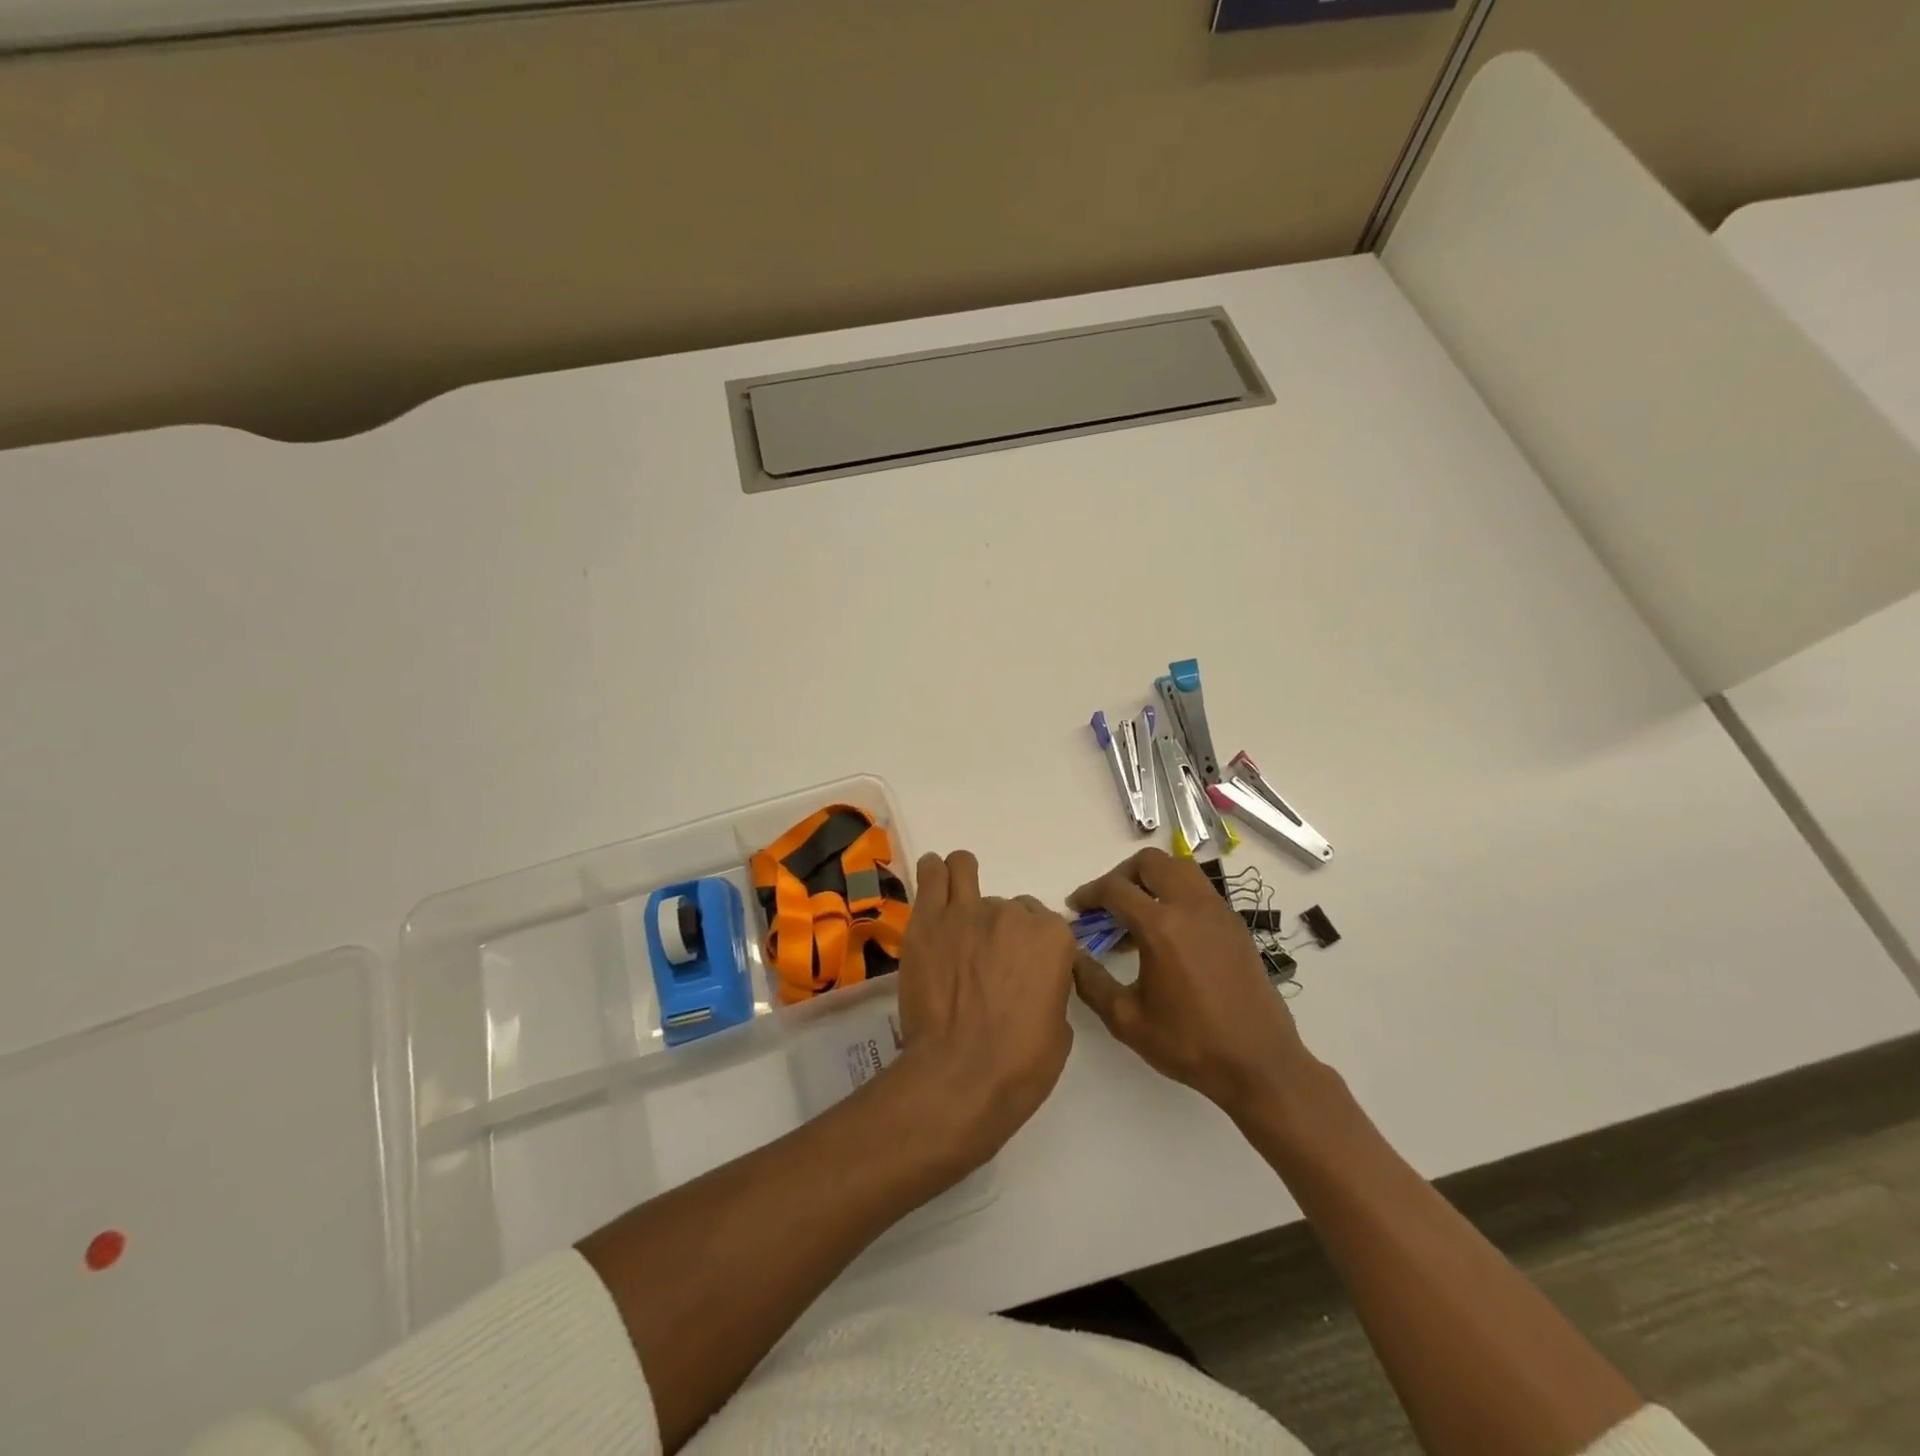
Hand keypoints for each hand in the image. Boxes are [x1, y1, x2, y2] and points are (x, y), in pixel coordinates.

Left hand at [894, 850, 1076, 1168]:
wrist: (959, 1075)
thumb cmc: (1019, 1065)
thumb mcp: (1059, 1029)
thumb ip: (1050, 988)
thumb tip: (1033, 980)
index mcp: (1052, 938)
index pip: (1046, 925)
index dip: (1034, 948)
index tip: (1022, 969)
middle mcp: (1013, 914)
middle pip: (1009, 907)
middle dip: (1001, 928)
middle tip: (984, 961)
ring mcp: (967, 912)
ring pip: (965, 870)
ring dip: (964, 882)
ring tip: (956, 905)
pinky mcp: (929, 920)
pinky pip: (932, 874)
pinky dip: (935, 874)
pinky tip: (934, 882)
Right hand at [1070, 848, 1319, 1119]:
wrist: (1260, 1064)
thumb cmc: (1190, 1043)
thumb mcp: (1127, 1020)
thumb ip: (1091, 982)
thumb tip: (1072, 955)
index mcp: (1161, 926)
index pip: (1115, 888)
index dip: (1088, 893)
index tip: (1076, 908)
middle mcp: (1191, 907)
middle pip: (1150, 862)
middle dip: (1122, 875)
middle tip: (1108, 903)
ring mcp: (1219, 912)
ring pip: (1179, 869)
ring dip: (1152, 879)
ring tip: (1138, 915)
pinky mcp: (1235, 925)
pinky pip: (1200, 890)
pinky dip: (1177, 895)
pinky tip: (1169, 934)